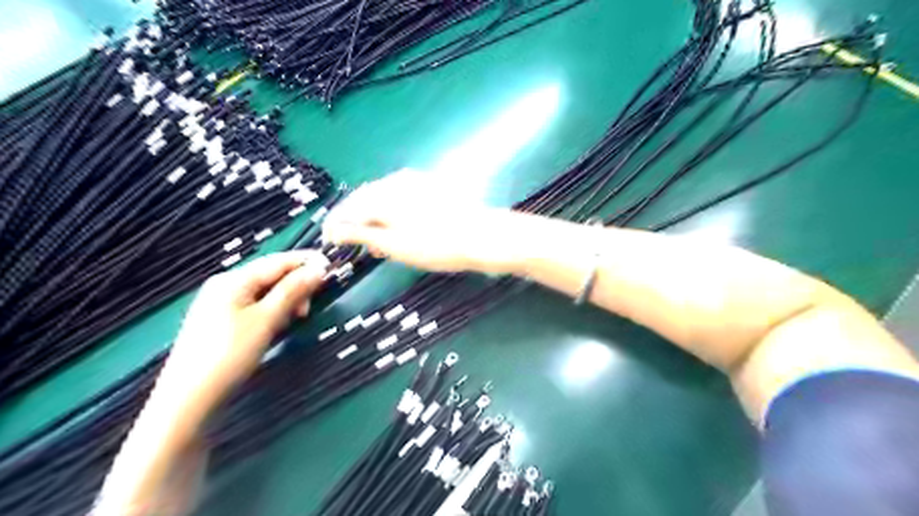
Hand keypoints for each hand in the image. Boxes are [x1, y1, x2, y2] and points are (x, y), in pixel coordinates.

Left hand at [165, 251, 330, 397]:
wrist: (188, 398)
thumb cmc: (229, 353)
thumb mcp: (266, 320)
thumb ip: (293, 291)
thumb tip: (318, 269)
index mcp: (234, 279)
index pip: (278, 261)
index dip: (306, 262)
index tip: (332, 267)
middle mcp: (226, 285)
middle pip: (271, 275)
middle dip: (296, 285)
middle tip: (310, 307)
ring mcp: (221, 303)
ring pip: (264, 292)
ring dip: (286, 300)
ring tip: (297, 318)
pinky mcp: (221, 320)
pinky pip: (255, 305)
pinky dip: (273, 310)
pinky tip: (278, 325)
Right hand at [322, 168, 523, 273]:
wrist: (483, 236)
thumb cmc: (437, 246)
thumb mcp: (396, 245)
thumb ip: (363, 235)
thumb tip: (335, 230)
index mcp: (383, 196)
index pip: (348, 208)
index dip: (337, 224)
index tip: (329, 238)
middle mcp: (395, 181)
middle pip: (364, 199)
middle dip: (355, 219)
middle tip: (352, 241)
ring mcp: (415, 180)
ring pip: (382, 196)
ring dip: (373, 214)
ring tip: (375, 237)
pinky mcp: (430, 185)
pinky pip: (400, 194)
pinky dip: (391, 209)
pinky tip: (397, 223)